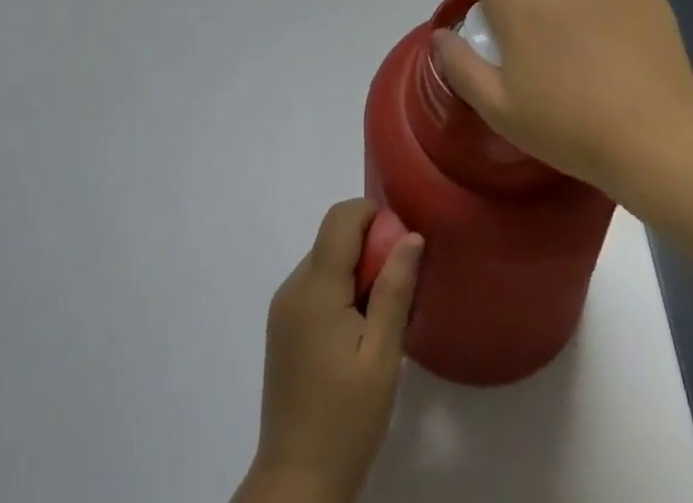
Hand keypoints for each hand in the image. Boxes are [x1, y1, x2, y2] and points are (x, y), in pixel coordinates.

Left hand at [237, 200, 423, 502]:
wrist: (296, 483)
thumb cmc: (346, 419)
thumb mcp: (382, 356)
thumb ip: (394, 290)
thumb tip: (411, 235)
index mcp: (314, 287)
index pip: (341, 217)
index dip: (374, 216)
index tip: (402, 248)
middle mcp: (292, 286)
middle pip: (333, 237)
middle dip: (370, 248)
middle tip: (399, 290)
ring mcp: (283, 307)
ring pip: (325, 260)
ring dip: (356, 271)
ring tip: (381, 318)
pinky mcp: (282, 328)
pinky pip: (315, 286)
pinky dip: (339, 291)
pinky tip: (358, 333)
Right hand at [431, 0, 692, 200]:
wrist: (658, 140)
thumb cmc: (570, 130)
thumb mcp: (500, 110)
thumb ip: (461, 66)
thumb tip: (440, 35)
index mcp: (520, 7)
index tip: (505, 29)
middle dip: (539, 8)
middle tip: (556, 59)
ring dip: (577, 10)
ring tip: (599, 62)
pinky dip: (615, 15)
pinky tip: (630, 56)